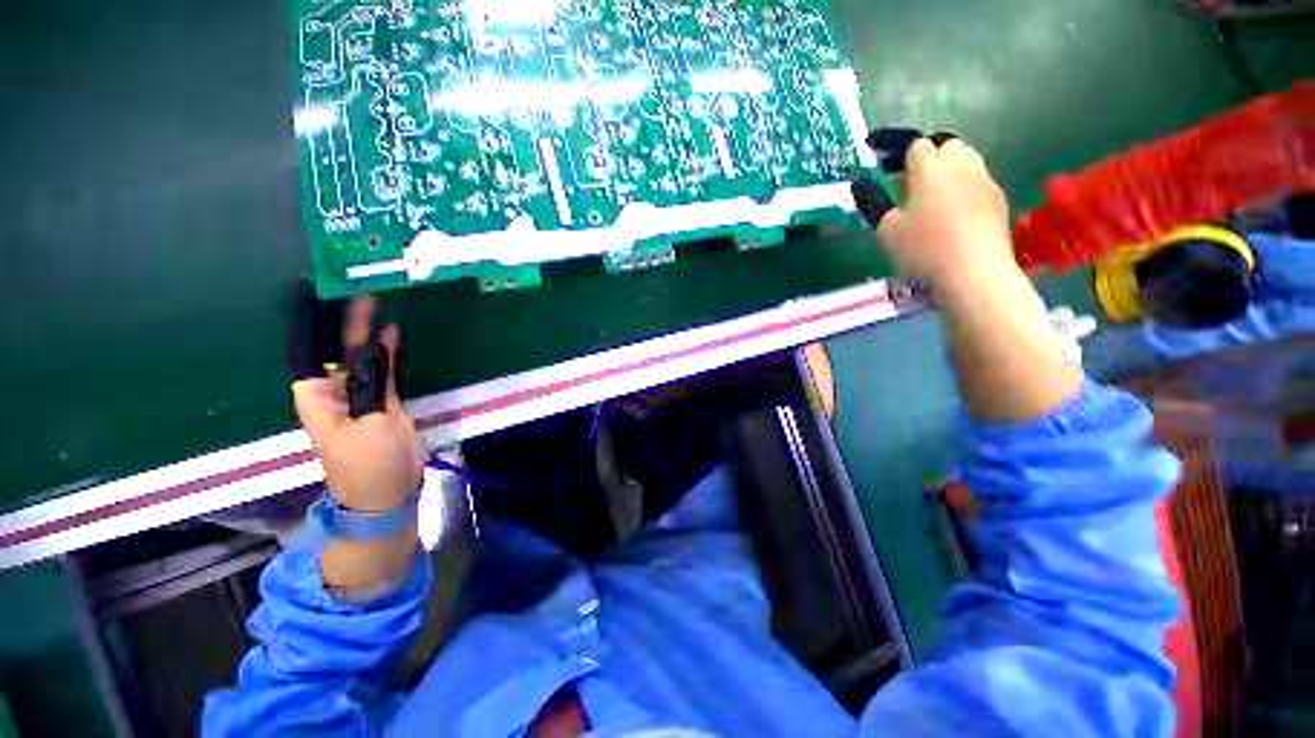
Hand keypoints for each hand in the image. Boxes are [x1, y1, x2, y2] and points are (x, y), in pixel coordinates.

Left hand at [292, 296, 423, 512]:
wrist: (388, 491)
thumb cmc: (369, 462)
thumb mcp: (369, 422)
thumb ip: (372, 382)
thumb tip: (374, 348)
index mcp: (318, 397)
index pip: (310, 354)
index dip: (314, 326)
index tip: (323, 297)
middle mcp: (335, 392)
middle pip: (337, 353)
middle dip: (344, 325)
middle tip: (358, 292)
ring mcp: (361, 397)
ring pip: (362, 359)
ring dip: (368, 336)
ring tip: (376, 304)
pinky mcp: (384, 403)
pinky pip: (384, 371)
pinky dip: (388, 353)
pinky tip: (394, 333)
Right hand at [874, 138, 1012, 286]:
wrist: (973, 271)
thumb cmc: (923, 248)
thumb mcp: (887, 233)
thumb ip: (885, 212)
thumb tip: (893, 207)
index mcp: (929, 168)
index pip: (917, 147)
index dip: (904, 162)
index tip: (896, 183)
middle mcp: (960, 165)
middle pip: (948, 146)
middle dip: (934, 161)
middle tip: (919, 190)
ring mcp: (985, 181)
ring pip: (968, 163)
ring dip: (953, 176)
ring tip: (940, 205)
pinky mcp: (1001, 200)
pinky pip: (980, 186)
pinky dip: (969, 195)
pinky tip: (960, 221)